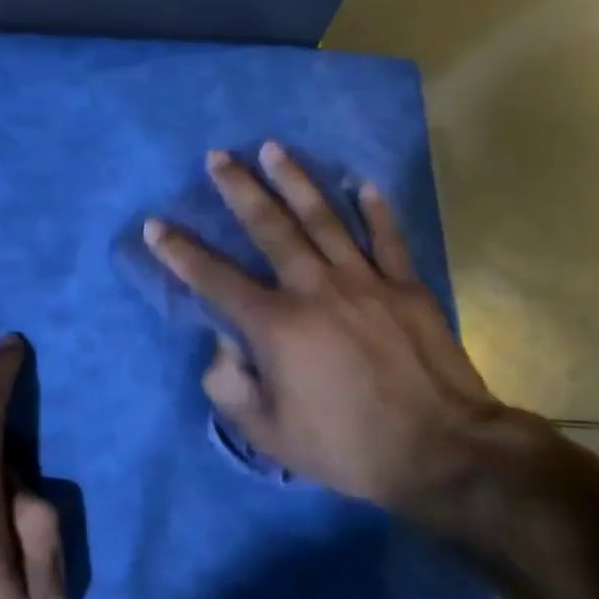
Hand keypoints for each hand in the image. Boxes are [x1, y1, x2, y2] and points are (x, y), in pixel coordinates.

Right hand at [143, 142, 518, 523]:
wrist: (441, 450)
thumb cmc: (347, 446)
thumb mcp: (269, 434)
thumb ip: (230, 387)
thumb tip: (222, 346)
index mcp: (276, 326)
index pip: (215, 279)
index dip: (180, 252)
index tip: (156, 225)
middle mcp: (315, 289)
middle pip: (270, 227)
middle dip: (239, 188)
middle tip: (218, 156)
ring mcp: (365, 281)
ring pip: (324, 218)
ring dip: (295, 180)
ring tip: (273, 148)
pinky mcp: (406, 287)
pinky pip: (388, 238)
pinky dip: (376, 209)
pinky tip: (363, 183)